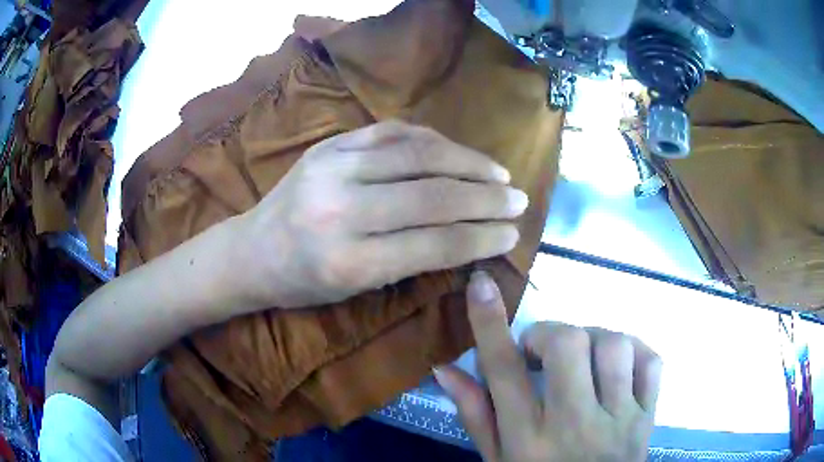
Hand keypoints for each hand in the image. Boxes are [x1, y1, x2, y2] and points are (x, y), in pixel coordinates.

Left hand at [235, 121, 526, 308]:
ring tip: (499, 173)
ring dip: (468, 162)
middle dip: (486, 198)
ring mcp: (333, 167)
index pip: (433, 244)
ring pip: (418, 155)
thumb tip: (468, 236)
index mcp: (349, 262)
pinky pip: (391, 132)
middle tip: (519, 200)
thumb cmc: (303, 282)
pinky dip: (431, 139)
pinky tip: (455, 151)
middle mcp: (342, 210)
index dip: (481, 238)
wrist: (251, 250)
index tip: (512, 233)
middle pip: (432, 196)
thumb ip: (411, 261)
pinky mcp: (329, 144)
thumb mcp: (356, 288)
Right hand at [434, 271, 661, 461]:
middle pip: (567, 346)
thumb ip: (476, 415)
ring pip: (613, 346)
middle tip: (542, 354)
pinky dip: (634, 351)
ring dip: (593, 340)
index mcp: (526, 440)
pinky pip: (651, 361)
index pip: (503, 371)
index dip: (489, 322)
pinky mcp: (648, 416)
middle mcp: (574, 425)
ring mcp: (619, 420)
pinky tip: (618, 366)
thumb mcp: (497, 460)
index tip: (481, 284)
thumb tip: (445, 369)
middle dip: (550, 335)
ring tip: (583, 360)